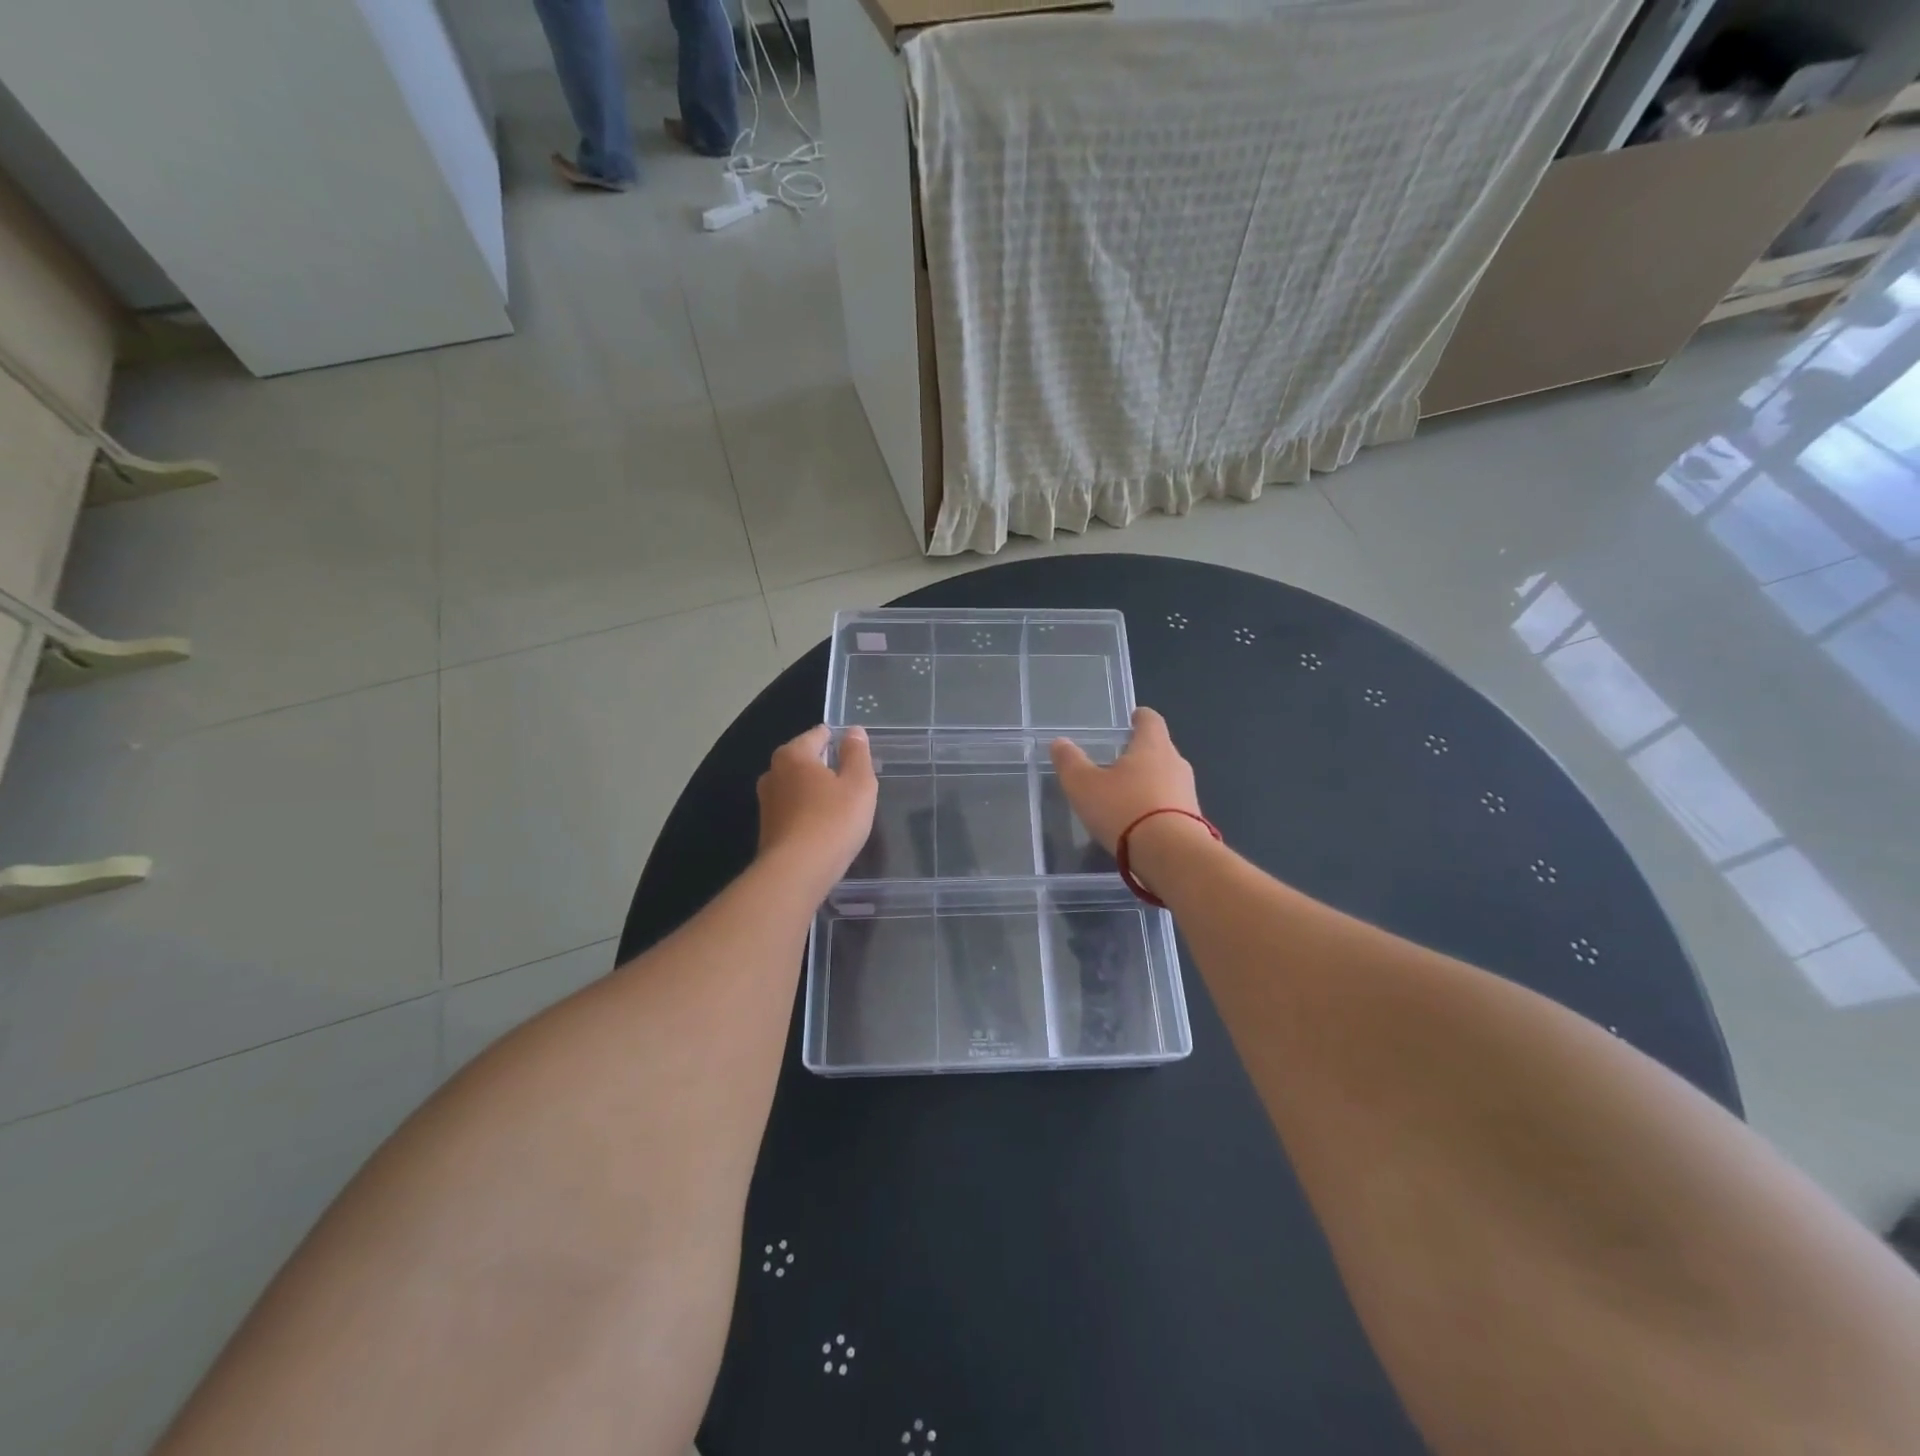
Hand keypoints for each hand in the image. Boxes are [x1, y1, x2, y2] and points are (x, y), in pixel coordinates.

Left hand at [756, 725, 877, 889]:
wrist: (796, 873)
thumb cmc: (833, 821)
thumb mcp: (859, 784)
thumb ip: (857, 754)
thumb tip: (853, 731)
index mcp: (793, 754)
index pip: (818, 734)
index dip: (838, 740)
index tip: (856, 754)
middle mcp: (773, 773)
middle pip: (804, 759)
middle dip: (826, 766)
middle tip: (852, 782)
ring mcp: (766, 802)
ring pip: (797, 786)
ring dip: (815, 791)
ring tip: (840, 806)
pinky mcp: (767, 828)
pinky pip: (792, 810)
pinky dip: (807, 812)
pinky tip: (824, 827)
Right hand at [1049, 707, 1202, 853]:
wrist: (1171, 855)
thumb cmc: (1124, 809)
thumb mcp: (1084, 786)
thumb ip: (1070, 762)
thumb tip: (1060, 743)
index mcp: (1152, 746)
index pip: (1150, 719)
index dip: (1139, 717)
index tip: (1131, 720)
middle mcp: (1176, 763)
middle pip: (1159, 749)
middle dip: (1141, 754)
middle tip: (1118, 762)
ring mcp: (1189, 792)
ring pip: (1167, 778)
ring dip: (1149, 783)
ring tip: (1125, 796)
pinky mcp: (1194, 820)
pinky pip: (1172, 805)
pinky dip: (1156, 808)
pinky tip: (1139, 823)